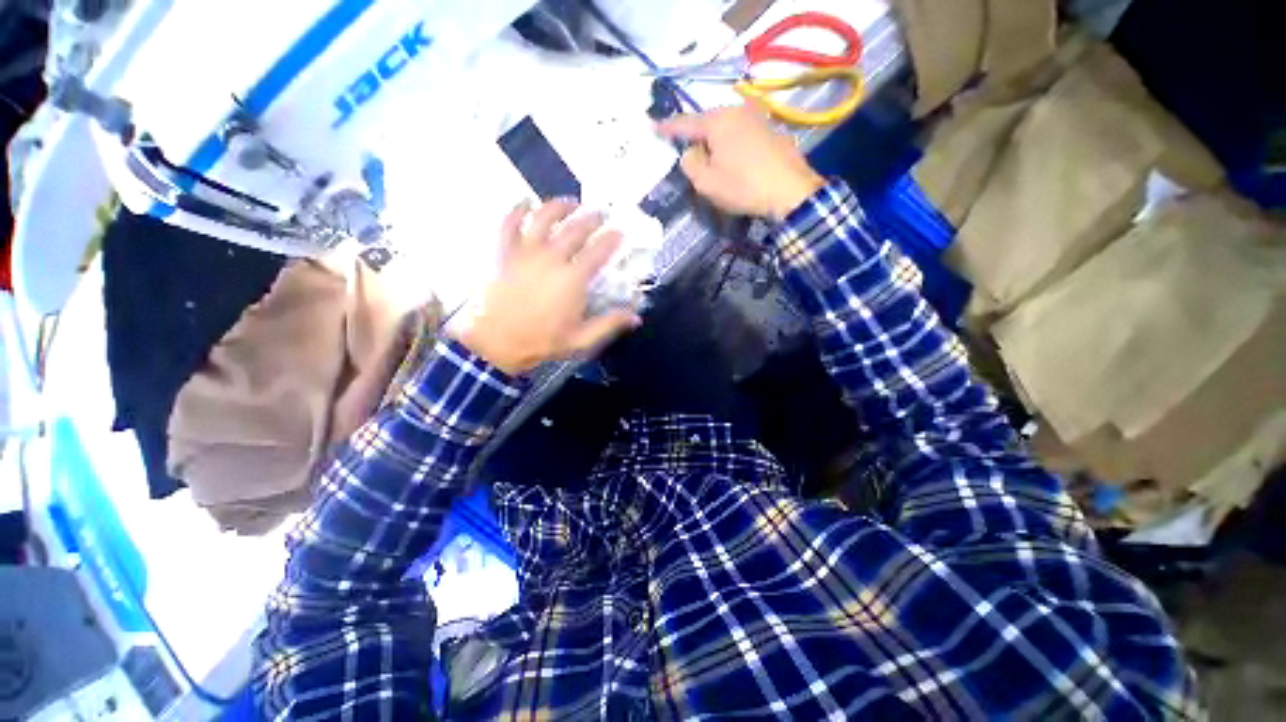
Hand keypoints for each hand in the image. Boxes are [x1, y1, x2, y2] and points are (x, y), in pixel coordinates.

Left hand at [457, 200, 641, 375]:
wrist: (498, 342)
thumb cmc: (542, 341)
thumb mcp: (582, 340)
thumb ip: (609, 325)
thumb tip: (636, 318)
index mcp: (573, 279)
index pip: (598, 251)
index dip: (612, 239)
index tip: (620, 233)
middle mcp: (552, 258)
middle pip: (575, 229)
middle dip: (592, 218)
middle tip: (600, 214)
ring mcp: (526, 252)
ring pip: (544, 217)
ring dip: (559, 206)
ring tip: (570, 203)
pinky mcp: (505, 253)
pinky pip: (510, 223)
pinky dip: (517, 210)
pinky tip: (525, 203)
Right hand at [657, 104, 824, 219]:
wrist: (790, 190)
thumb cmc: (743, 187)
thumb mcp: (706, 182)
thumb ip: (690, 164)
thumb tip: (690, 153)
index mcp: (717, 121)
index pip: (685, 123)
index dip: (667, 127)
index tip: (652, 126)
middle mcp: (737, 111)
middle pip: (708, 122)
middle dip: (697, 137)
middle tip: (690, 155)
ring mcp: (758, 117)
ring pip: (726, 127)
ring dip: (717, 142)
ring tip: (715, 162)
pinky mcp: (772, 129)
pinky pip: (743, 133)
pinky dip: (734, 145)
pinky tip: (737, 162)